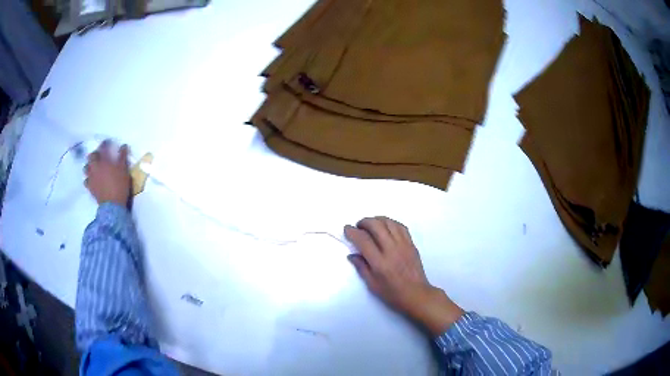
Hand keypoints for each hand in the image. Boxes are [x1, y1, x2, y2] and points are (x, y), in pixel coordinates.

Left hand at [84, 140, 131, 205]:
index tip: (107, 142)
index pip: (102, 148)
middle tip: (99, 156)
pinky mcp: (90, 188)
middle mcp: (95, 167)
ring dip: (89, 166)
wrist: (113, 205)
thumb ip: (122, 157)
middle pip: (91, 157)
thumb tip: (123, 146)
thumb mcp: (124, 170)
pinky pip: (86, 181)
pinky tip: (92, 180)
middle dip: (94, 155)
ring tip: (93, 167)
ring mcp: (91, 178)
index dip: (104, 144)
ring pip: (86, 168)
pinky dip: (88, 179)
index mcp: (103, 161)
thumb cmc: (119, 185)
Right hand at [345, 217, 463, 335]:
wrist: (416, 294)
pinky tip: (385, 227)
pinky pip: (400, 226)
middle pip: (376, 226)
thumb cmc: (392, 293)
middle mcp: (391, 250)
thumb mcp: (372, 284)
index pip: (363, 240)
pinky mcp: (411, 244)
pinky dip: (390, 223)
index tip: (347, 229)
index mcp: (379, 262)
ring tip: (371, 225)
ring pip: (389, 223)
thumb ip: (361, 267)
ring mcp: (403, 245)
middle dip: (364, 222)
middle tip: (358, 227)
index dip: (352, 232)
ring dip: (377, 220)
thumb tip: (352, 254)